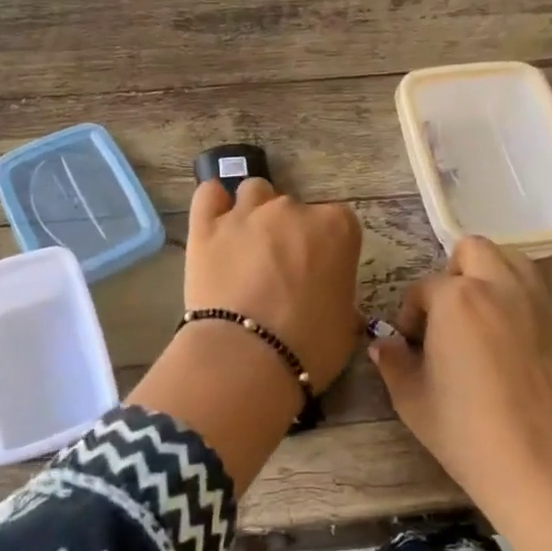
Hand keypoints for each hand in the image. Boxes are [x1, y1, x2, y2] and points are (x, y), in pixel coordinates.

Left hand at [128, 179, 362, 491]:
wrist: (247, 358)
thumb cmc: (310, 346)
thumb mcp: (345, 323)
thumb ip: (339, 296)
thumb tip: (328, 298)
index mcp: (336, 229)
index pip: (338, 222)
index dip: (328, 247)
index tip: (320, 272)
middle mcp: (292, 210)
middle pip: (294, 208)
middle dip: (290, 233)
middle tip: (281, 270)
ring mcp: (247, 214)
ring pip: (254, 192)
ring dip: (255, 212)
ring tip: (248, 247)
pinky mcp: (206, 226)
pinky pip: (209, 194)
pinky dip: (214, 203)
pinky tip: (216, 222)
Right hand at [369, 235, 551, 525]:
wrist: (541, 466)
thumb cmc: (466, 432)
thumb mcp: (413, 400)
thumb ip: (393, 363)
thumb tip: (383, 345)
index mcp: (457, 299)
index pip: (425, 287)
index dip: (412, 314)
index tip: (412, 344)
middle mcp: (501, 289)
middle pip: (475, 250)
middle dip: (455, 272)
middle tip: (449, 313)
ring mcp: (542, 307)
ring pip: (515, 264)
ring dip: (493, 279)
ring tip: (484, 319)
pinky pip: (541, 303)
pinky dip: (523, 311)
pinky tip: (516, 354)